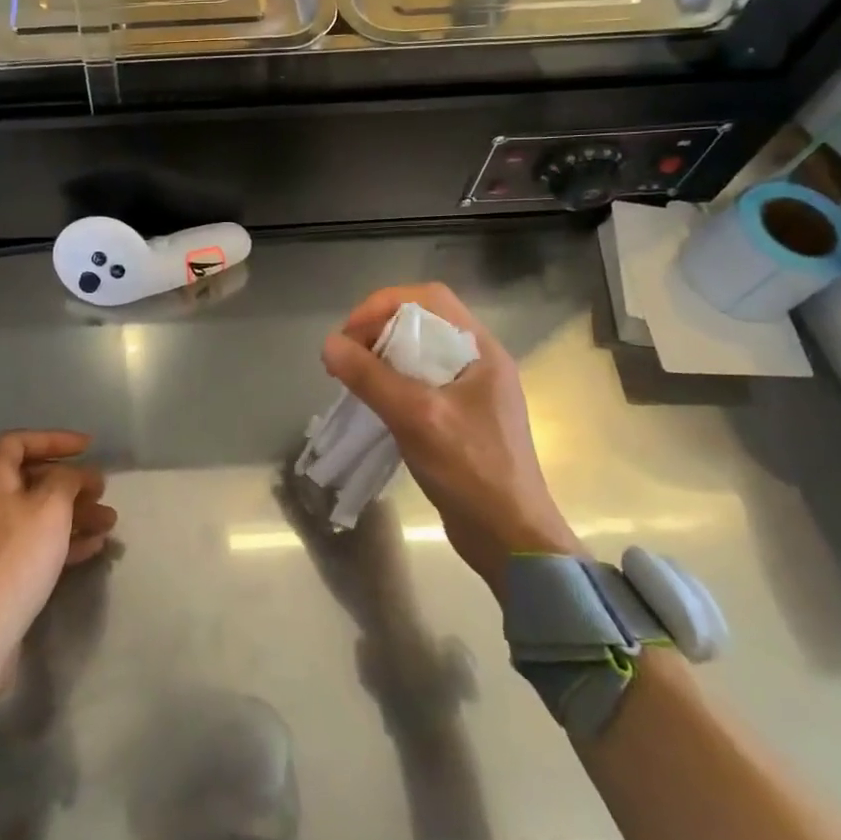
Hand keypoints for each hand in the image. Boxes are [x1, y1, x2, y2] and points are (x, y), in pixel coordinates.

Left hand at [0, 431, 116, 733]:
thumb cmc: (15, 558)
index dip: (54, 439)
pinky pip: (36, 545)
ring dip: (75, 514)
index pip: (19, 442)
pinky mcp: (0, 573)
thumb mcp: (50, 508)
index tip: (88, 447)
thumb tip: (74, 474)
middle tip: (103, 490)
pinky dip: (64, 541)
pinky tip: (94, 547)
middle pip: (32, 480)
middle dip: (71, 482)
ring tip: (110, 522)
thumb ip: (67, 480)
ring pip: (39, 515)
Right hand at [321, 284, 583, 591]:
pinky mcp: (460, 417)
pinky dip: (391, 381)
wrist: (511, 539)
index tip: (351, 333)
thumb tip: (329, 344)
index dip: (384, 305)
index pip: (429, 299)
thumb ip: (371, 378)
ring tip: (353, 377)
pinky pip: (420, 381)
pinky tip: (373, 401)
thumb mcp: (416, 418)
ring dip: (382, 356)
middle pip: (422, 322)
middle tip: (347, 357)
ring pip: (418, 352)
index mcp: (481, 350)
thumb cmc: (471, 471)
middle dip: (378, 330)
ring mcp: (471, 391)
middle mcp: (478, 362)